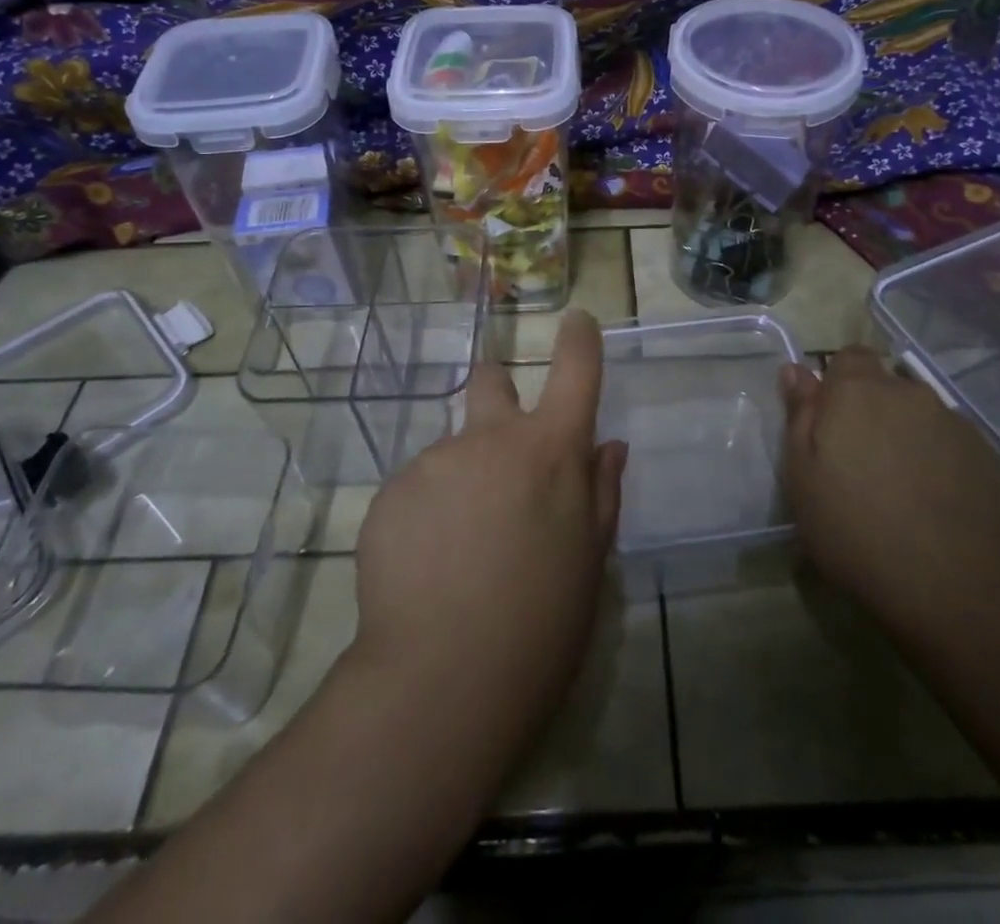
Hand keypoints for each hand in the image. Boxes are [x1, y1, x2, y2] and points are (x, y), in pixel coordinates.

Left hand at [352, 311, 626, 756]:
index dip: (579, 339)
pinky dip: (426, 513)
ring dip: (461, 478)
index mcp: (551, 451)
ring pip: (453, 450)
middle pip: (490, 378)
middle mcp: (491, 438)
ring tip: (460, 550)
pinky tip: (426, 566)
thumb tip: (609, 446)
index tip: (576, 321)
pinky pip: (417, 489)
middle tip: (500, 442)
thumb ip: (601, 492)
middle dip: (497, 388)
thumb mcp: (590, 561)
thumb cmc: (541, 624)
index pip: (575, 371)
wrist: (443, 678)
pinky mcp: (390, 491)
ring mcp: (435, 460)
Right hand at [781, 346, 999, 646]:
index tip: (830, 423)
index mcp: (858, 391)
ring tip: (901, 490)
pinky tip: (936, 506)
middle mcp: (909, 394)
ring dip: (907, 438)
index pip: (849, 357)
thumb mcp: (803, 477)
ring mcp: (955, 424)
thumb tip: (796, 370)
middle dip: (871, 411)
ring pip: (920, 416)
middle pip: (886, 386)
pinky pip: (952, 446)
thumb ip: (800, 415)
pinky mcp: (990, 458)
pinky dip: (940, 463)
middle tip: (859, 463)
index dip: (838, 384)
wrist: (961, 587)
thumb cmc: (858, 530)